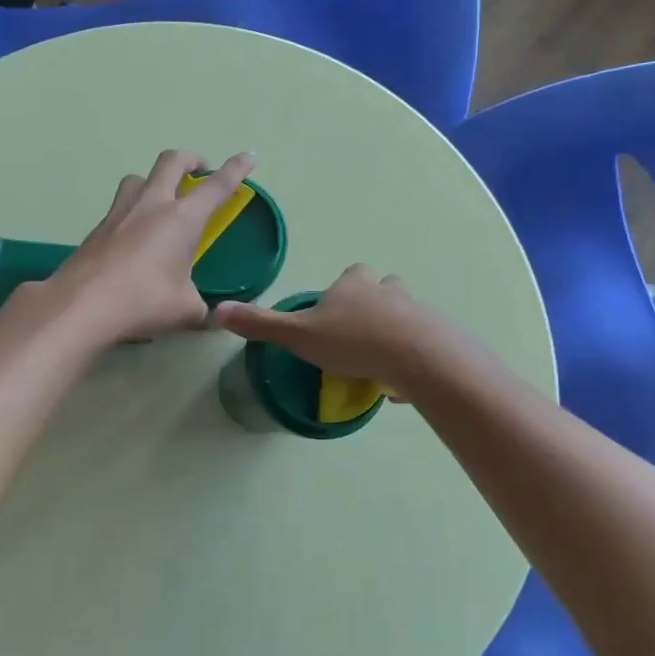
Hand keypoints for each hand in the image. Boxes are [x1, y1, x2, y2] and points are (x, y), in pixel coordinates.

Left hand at [48, 149, 256, 344]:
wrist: (82, 305)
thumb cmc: (144, 301)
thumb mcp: (185, 310)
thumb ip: (200, 308)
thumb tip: (207, 316)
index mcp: (182, 219)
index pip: (216, 186)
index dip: (236, 169)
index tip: (248, 157)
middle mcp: (151, 205)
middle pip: (171, 161)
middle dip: (191, 159)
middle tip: (200, 170)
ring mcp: (119, 213)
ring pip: (139, 178)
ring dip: (154, 181)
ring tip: (161, 201)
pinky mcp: (97, 229)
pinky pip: (119, 207)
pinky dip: (133, 211)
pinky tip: (134, 238)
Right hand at [214, 265, 441, 396]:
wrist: (415, 357)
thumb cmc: (351, 341)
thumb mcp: (297, 335)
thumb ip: (261, 325)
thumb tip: (216, 311)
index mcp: (354, 286)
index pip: (352, 274)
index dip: (345, 288)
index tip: (335, 309)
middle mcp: (388, 292)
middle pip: (385, 287)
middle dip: (375, 302)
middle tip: (360, 331)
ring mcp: (417, 313)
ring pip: (407, 314)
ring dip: (396, 328)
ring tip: (381, 357)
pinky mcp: (438, 338)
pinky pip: (424, 344)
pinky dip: (413, 357)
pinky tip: (402, 381)